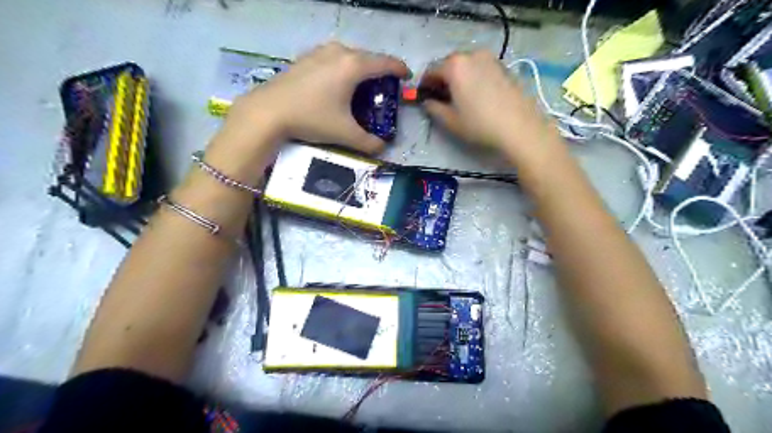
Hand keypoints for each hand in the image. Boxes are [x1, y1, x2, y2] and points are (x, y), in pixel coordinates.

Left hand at [219, 40, 408, 154]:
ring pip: (350, 57)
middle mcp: (339, 52)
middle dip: (379, 73)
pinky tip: (337, 86)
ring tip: (361, 89)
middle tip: (383, 91)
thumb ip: (368, 142)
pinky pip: (333, 59)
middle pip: (368, 58)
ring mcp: (320, 52)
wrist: (268, 111)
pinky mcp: (306, 58)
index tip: (407, 78)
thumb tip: (382, 148)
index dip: (400, 70)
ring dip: (360, 70)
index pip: (385, 63)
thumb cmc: (311, 118)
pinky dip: (342, 70)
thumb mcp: (345, 134)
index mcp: (353, 66)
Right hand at [421, 51, 561, 161]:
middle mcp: (473, 55)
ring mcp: (491, 59)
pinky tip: (478, 96)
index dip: (424, 84)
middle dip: (442, 79)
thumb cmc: (480, 125)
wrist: (520, 128)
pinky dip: (474, 78)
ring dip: (459, 78)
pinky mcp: (505, 67)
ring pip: (467, 65)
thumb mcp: (450, 121)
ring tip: (460, 98)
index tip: (423, 97)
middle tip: (441, 98)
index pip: (431, 70)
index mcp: (455, 65)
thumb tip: (427, 102)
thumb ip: (433, 109)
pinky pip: (482, 69)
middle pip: (450, 64)